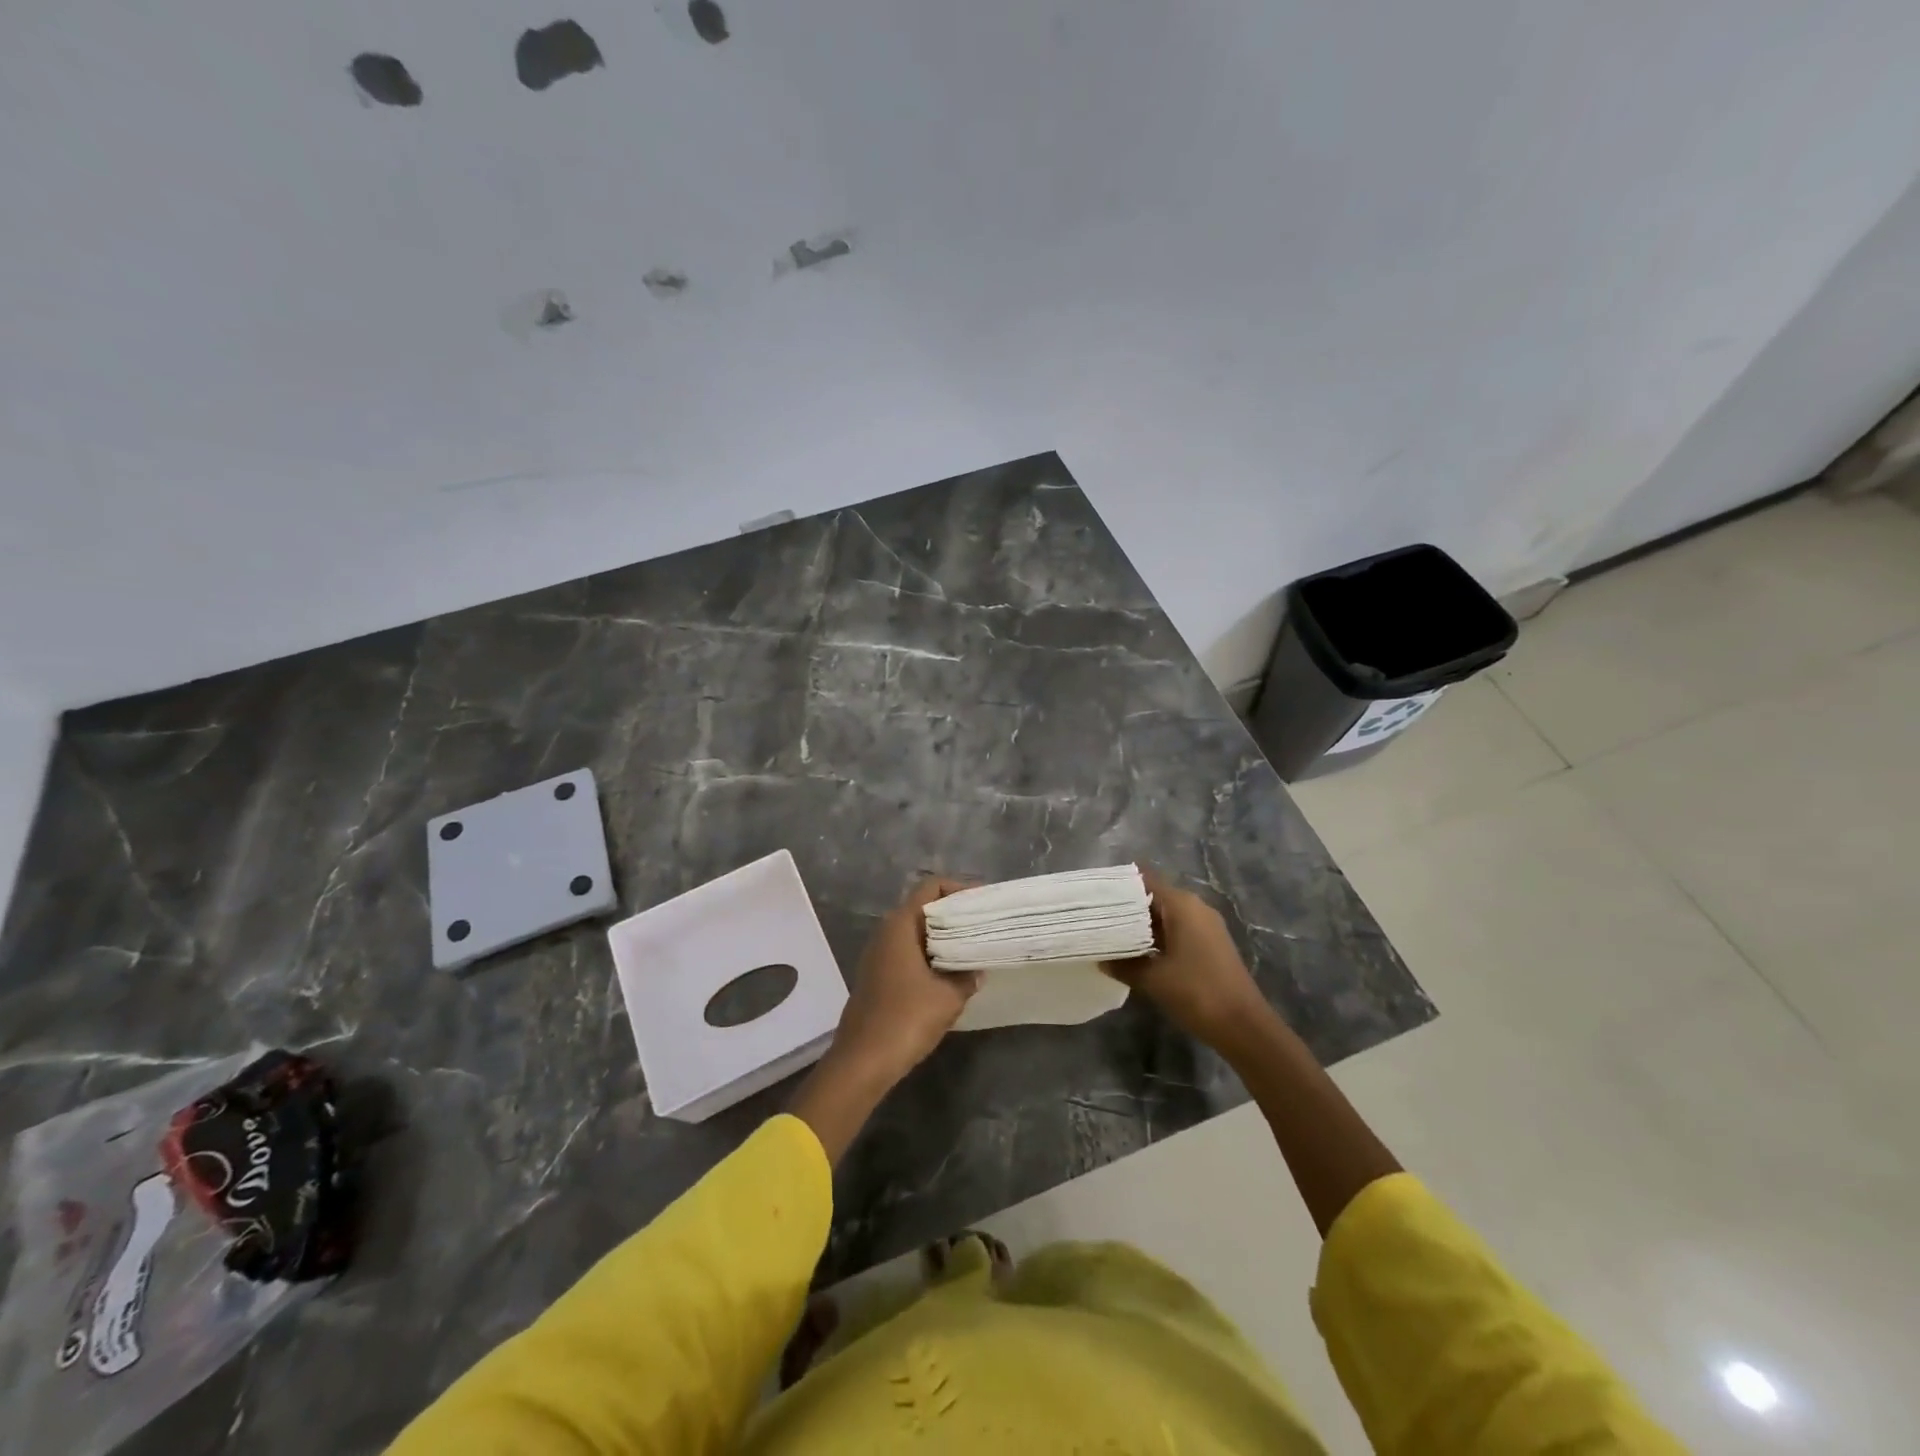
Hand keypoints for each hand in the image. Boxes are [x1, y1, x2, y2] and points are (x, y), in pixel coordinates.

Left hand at [829, 877, 978, 1088]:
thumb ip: (967, 976)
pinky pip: (907, 952)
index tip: (982, 904)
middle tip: (982, 927)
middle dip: (953, 914)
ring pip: (915, 932)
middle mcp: (885, 932)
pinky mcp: (876, 975)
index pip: (931, 887)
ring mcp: (878, 954)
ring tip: (971, 950)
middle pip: (923, 907)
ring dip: (941, 937)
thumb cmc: (906, 1019)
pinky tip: (949, 974)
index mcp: (900, 925)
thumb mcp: (948, 997)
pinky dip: (929, 955)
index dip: (959, 889)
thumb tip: (975, 969)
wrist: (862, 1061)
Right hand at [1104, 869, 1272, 1050]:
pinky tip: (1138, 952)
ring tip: (1111, 934)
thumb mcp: (1153, 979)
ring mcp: (1206, 926)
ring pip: (1166, 915)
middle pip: (1155, 896)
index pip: (1145, 880)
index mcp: (1182, 905)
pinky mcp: (1210, 944)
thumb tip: (1102, 959)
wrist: (1243, 1026)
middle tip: (1097, 917)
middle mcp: (1195, 907)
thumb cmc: (1196, 992)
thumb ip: (1124, 964)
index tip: (1095, 894)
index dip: (1120, 885)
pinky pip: (1178, 930)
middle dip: (1127, 907)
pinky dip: (1158, 936)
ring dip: (1142, 924)